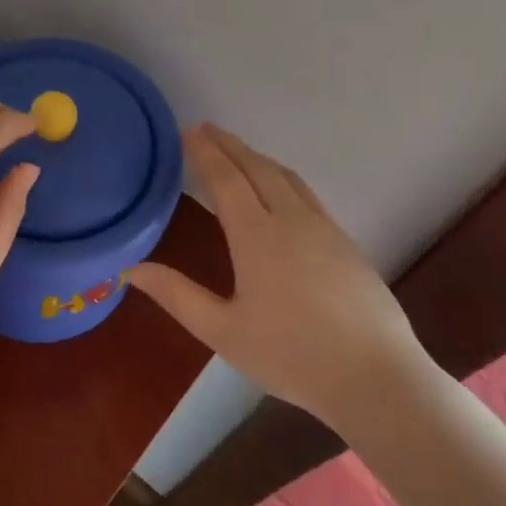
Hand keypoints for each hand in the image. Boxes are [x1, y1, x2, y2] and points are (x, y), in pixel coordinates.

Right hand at [127, 125, 428, 425]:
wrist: (375, 376)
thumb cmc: (291, 355)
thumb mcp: (223, 331)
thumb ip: (177, 295)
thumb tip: (130, 270)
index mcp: (257, 235)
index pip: (226, 179)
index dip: (205, 153)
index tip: (188, 131)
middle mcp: (291, 219)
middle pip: (257, 168)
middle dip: (230, 145)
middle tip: (206, 129)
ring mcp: (324, 228)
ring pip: (286, 177)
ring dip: (257, 157)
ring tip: (237, 151)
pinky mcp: (345, 241)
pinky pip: (306, 193)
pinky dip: (282, 177)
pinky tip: (280, 189)